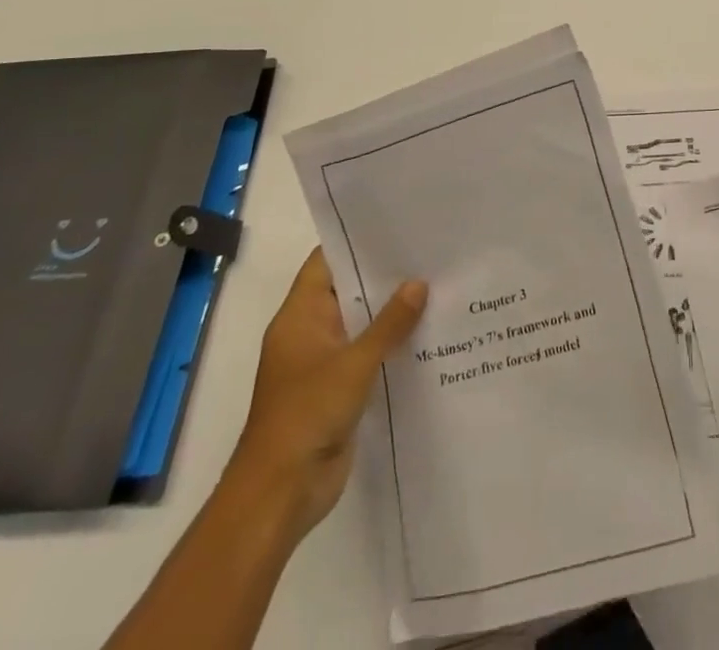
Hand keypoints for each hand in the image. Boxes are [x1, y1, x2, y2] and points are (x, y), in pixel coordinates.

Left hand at [225, 248, 427, 536]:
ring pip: (361, 324)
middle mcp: (309, 332)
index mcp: (299, 316)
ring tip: (437, 285)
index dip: (356, 242)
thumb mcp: (354, 363)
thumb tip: (419, 283)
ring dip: (391, 312)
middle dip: (384, 275)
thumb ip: (389, 324)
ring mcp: (323, 362)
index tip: (395, 225)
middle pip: (348, 291)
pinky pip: (368, 355)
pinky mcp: (338, 389)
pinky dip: (391, 344)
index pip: (326, 262)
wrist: (281, 493)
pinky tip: (427, 333)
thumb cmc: (307, 414)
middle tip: (427, 252)